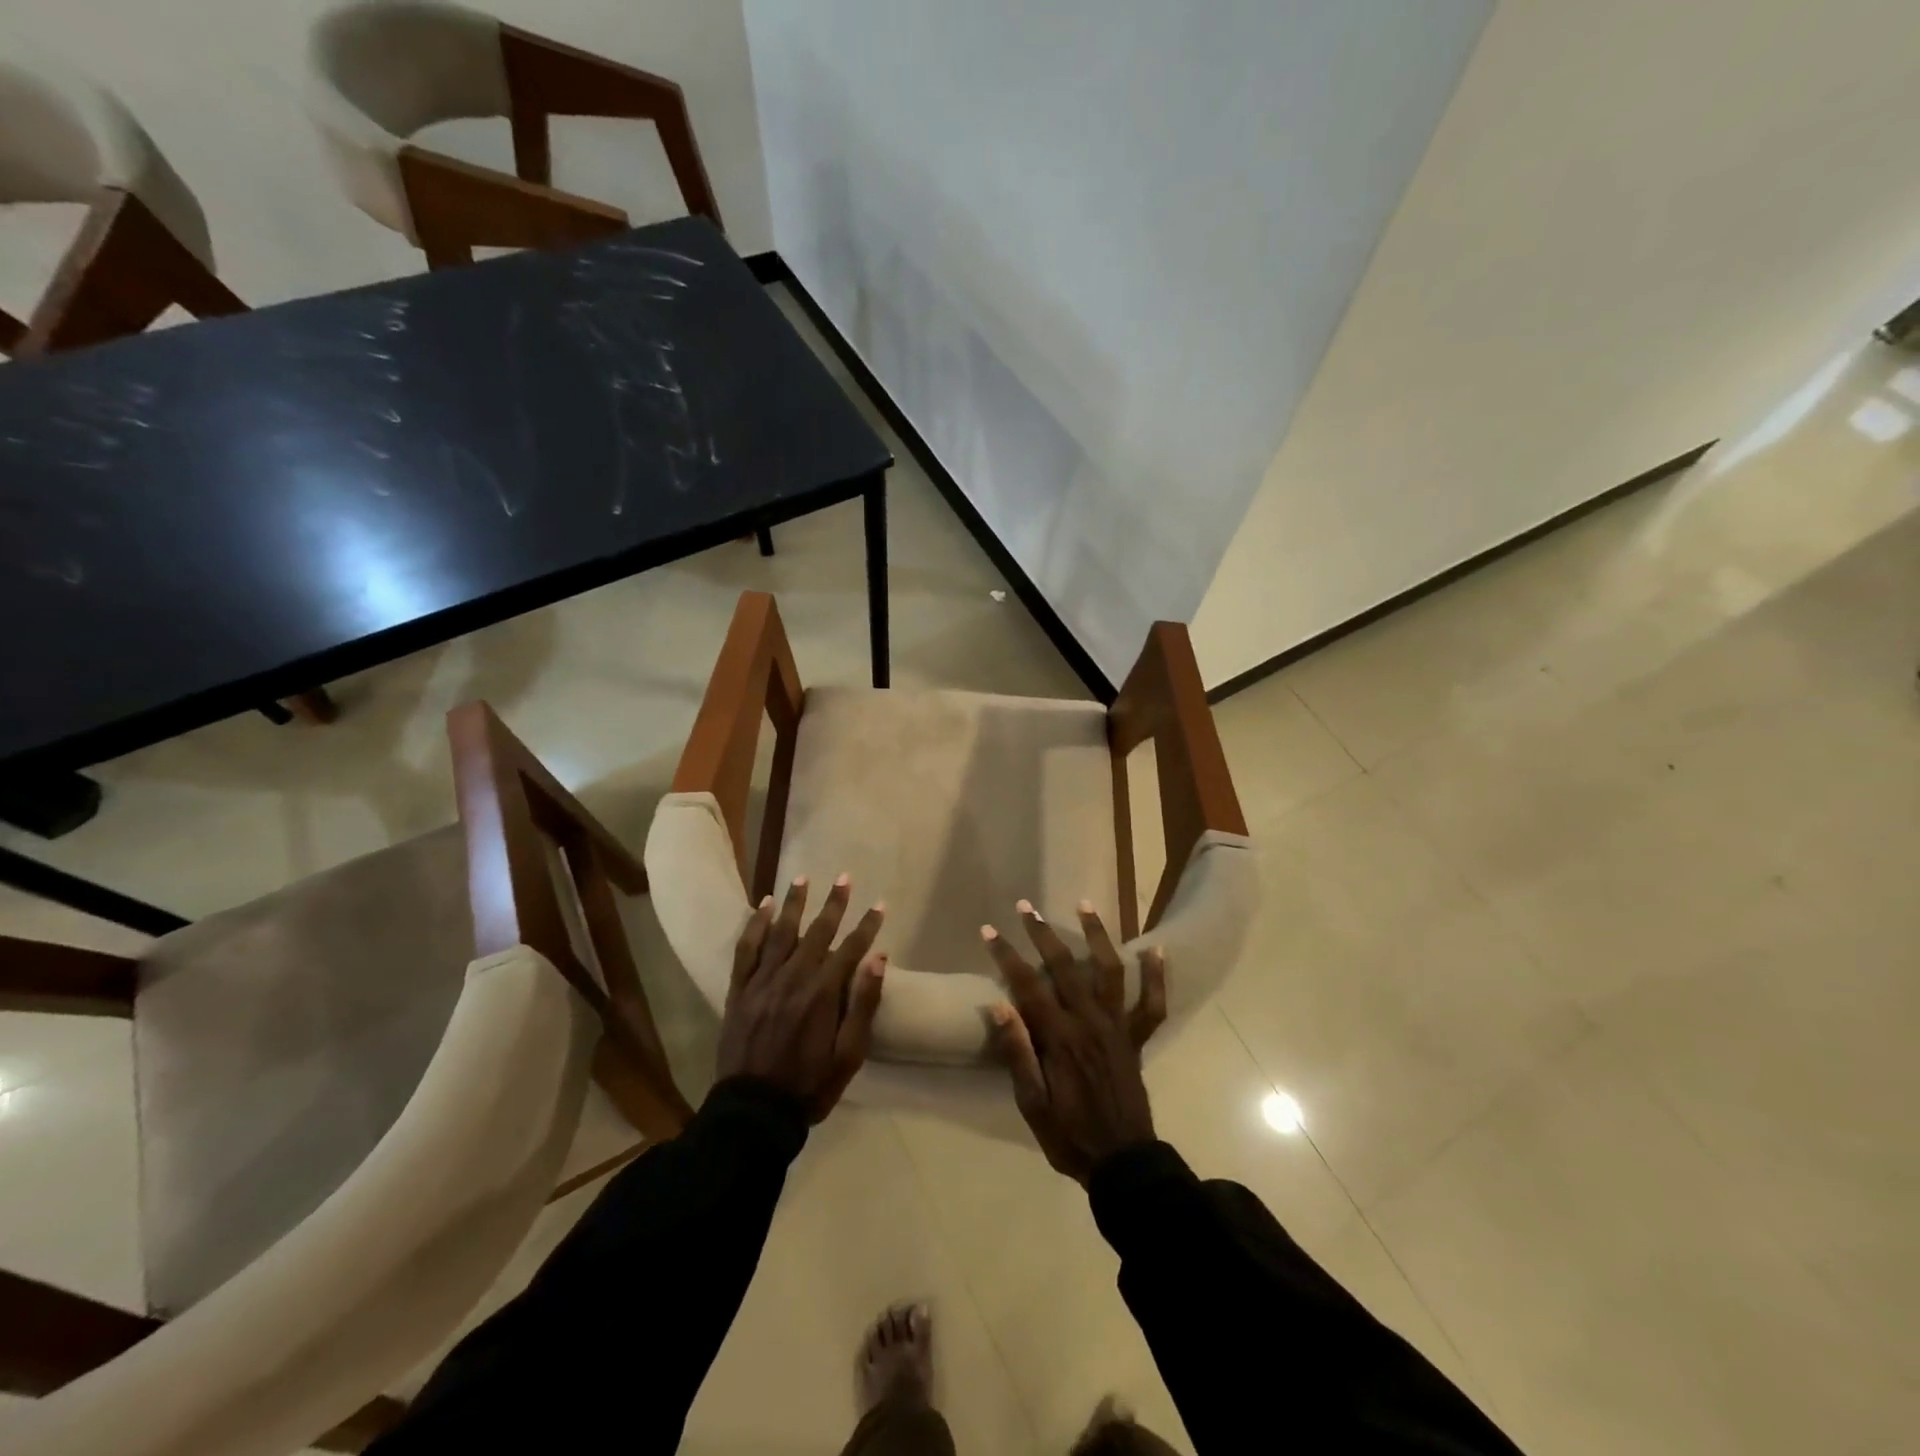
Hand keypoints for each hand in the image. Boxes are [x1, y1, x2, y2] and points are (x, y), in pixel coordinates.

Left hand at [717, 873, 886, 1121]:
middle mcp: (793, 978)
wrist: (753, 1111)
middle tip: (844, 877)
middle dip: (834, 903)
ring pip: (780, 932)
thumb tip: (878, 958)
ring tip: (802, 878)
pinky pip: (746, 950)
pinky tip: (762, 907)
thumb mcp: (849, 1054)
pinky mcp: (739, 990)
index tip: (879, 905)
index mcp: (822, 994)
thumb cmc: (809, 1085)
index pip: (850, 948)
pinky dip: (754, 925)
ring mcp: (762, 982)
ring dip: (794, 903)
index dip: (867, 926)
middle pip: (817, 932)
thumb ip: (863, 1004)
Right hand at [981, 899, 1166, 1182]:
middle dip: (1042, 933)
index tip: (989, 930)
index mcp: (1060, 1038)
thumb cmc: (1069, 1136)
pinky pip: (1152, 1004)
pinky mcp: (1136, 1039)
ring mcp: (1117, 1028)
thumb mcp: (1031, 1104)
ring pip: (1109, 970)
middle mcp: (1090, 1023)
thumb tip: (999, 1004)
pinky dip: (1156, 976)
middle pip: (1064, 966)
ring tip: (1084, 904)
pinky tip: (1156, 948)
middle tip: (1026, 907)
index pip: (1027, 985)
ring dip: (1096, 935)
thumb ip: (1018, 1052)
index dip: (1006, 956)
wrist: (1123, 1163)